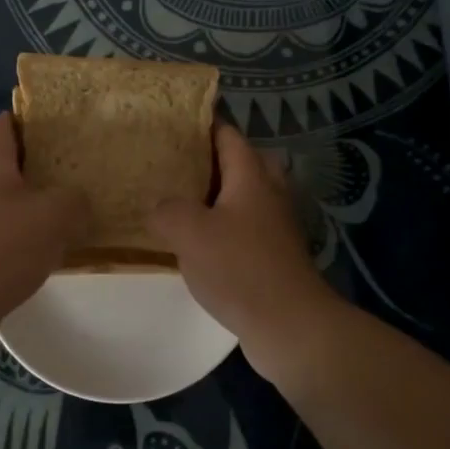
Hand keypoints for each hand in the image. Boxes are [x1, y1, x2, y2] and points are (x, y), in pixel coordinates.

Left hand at [0, 112, 86, 317]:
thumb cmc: (6, 244)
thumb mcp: (57, 215)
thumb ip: (74, 201)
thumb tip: (77, 201)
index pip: (1, 128)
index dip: (20, 122)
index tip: (41, 127)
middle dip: (1, 162)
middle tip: (30, 173)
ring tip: (25, 213)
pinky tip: (16, 248)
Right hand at [147, 126, 343, 366]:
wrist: (289, 324)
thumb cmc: (239, 268)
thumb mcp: (189, 232)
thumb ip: (167, 210)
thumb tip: (160, 208)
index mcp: (252, 176)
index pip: (228, 135)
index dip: (202, 125)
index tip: (172, 124)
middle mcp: (269, 194)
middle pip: (242, 162)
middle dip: (211, 160)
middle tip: (175, 165)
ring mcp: (276, 226)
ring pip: (245, 197)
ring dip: (217, 197)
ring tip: (180, 203)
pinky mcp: (275, 256)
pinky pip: (246, 228)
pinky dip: (224, 227)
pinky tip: (198, 244)